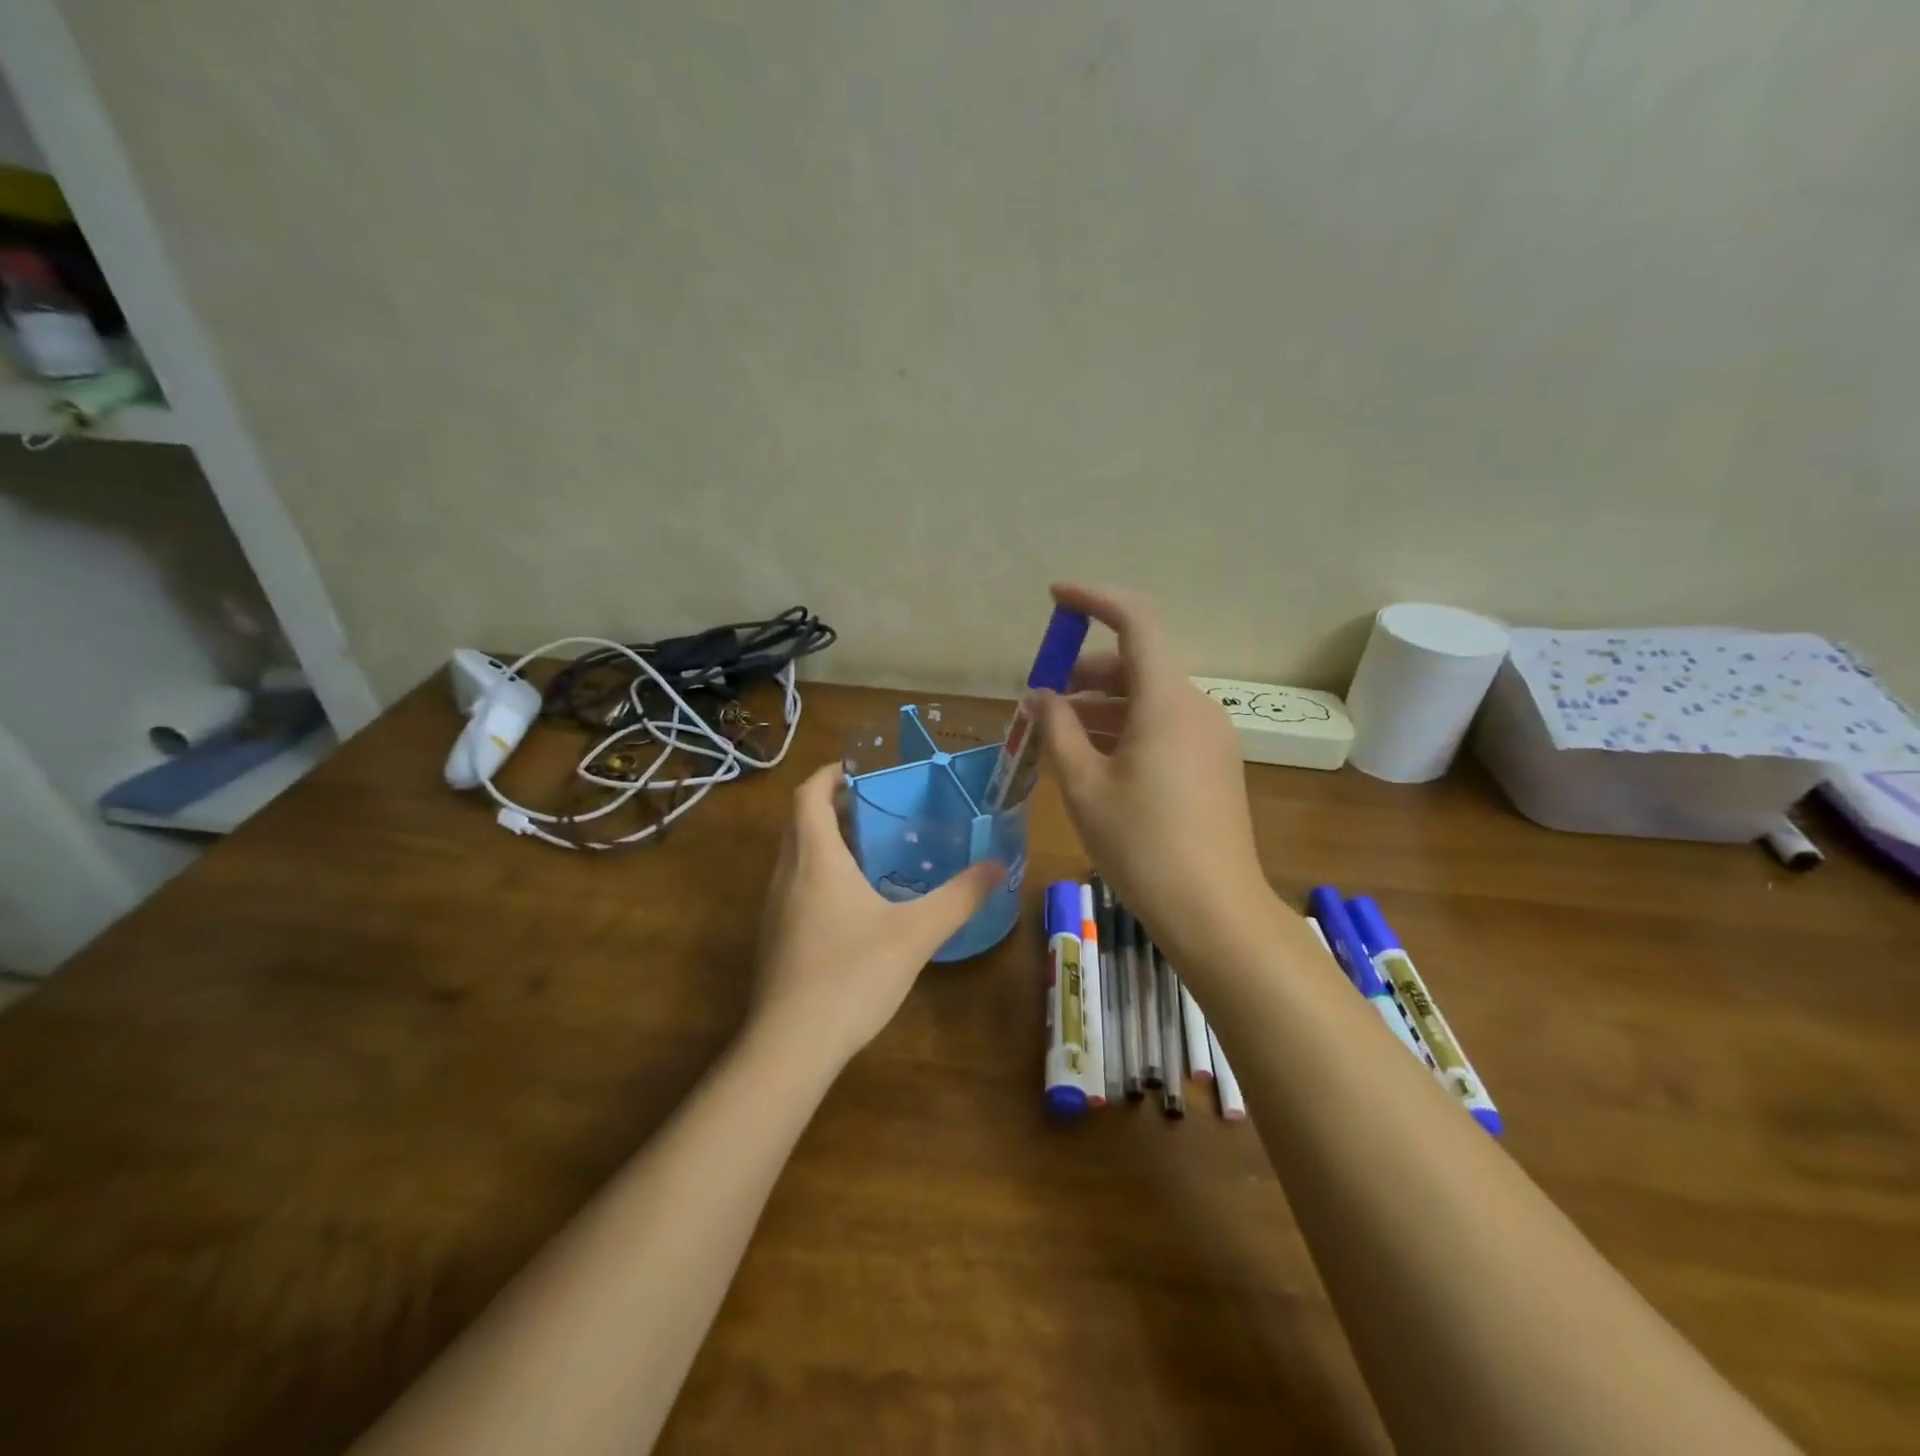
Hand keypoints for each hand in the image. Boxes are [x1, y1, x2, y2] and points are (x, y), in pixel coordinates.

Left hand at [750, 763, 1000, 1069]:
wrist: (791, 1047)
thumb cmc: (852, 975)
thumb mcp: (916, 934)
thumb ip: (959, 898)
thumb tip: (998, 866)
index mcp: (816, 859)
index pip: (809, 795)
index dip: (830, 774)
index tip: (859, 767)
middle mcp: (787, 875)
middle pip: (801, 822)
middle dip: (833, 806)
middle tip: (877, 806)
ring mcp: (775, 909)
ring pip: (796, 857)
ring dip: (826, 842)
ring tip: (871, 850)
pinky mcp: (775, 939)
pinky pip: (796, 888)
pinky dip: (820, 876)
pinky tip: (854, 905)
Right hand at [1037, 583, 1270, 954]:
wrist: (1213, 910)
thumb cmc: (1141, 843)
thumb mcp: (1084, 785)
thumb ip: (1057, 729)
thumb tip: (1039, 696)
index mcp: (1167, 700)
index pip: (1135, 622)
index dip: (1093, 600)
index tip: (1055, 598)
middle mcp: (1196, 707)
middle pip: (1137, 664)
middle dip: (1085, 672)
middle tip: (1042, 699)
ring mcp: (1210, 737)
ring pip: (1149, 699)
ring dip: (1102, 706)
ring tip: (1059, 734)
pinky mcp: (1214, 765)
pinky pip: (1164, 727)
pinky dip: (1126, 729)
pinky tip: (1095, 760)